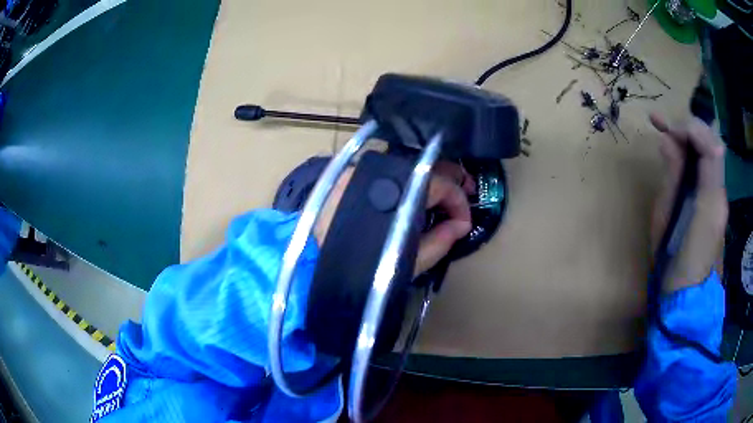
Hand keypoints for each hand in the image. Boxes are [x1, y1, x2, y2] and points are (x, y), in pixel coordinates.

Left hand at [314, 162, 472, 275]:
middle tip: (465, 193)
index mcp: (401, 190)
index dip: (460, 202)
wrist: (316, 264)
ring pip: (408, 166)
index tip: (464, 222)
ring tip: (440, 196)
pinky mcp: (351, 174)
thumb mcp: (411, 261)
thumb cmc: (365, 267)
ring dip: (429, 178)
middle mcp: (382, 170)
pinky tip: (410, 195)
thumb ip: (442, 240)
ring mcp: (364, 169)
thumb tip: (461, 225)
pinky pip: (388, 171)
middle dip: (451, 179)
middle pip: (427, 164)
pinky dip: (406, 180)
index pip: (442, 184)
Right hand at [650, 113, 727, 292]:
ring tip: (661, 125)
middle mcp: (719, 191)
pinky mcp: (711, 203)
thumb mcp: (669, 221)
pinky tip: (674, 147)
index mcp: (712, 197)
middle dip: (686, 126)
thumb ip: (673, 178)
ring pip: (707, 152)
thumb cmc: (674, 262)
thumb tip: (667, 141)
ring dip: (687, 134)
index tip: (666, 127)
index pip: (710, 146)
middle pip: (709, 144)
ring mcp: (717, 197)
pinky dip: (689, 150)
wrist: (684, 297)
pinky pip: (704, 165)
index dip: (690, 129)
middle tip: (659, 122)